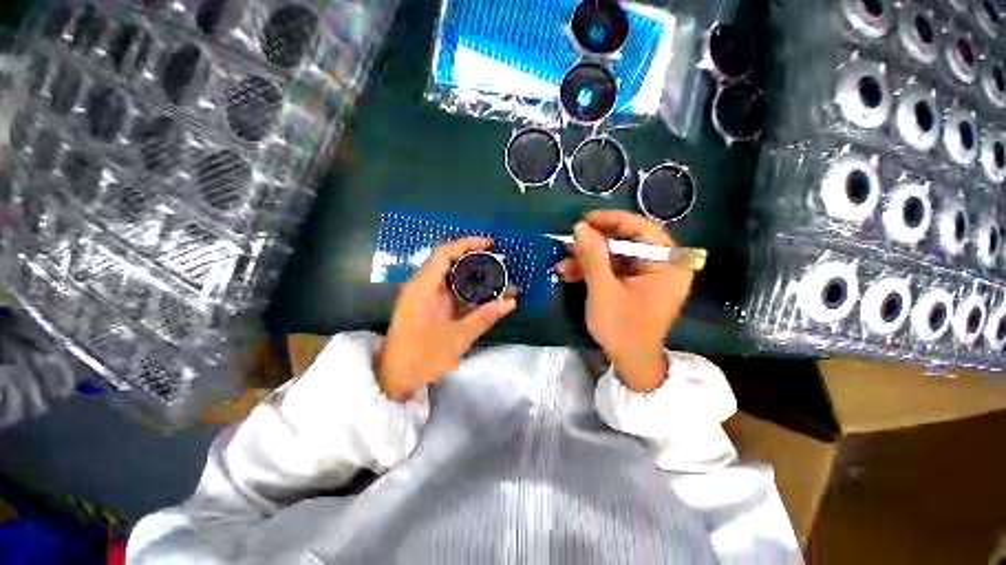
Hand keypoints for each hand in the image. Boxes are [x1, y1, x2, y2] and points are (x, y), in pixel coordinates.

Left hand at [377, 237, 516, 400]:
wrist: (395, 377)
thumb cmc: (422, 356)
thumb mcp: (458, 337)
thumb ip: (484, 317)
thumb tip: (511, 302)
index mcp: (424, 287)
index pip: (445, 253)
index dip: (467, 243)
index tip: (490, 244)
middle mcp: (421, 286)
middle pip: (448, 261)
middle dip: (473, 258)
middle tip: (497, 261)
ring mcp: (423, 296)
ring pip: (449, 276)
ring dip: (470, 274)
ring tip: (494, 275)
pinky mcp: (426, 306)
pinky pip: (447, 290)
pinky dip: (464, 289)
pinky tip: (481, 294)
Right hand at [556, 210, 693, 391]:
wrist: (630, 364)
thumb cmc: (622, 328)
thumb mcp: (603, 290)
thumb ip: (593, 256)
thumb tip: (580, 227)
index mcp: (668, 264)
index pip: (642, 229)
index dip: (612, 221)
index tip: (585, 219)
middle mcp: (663, 265)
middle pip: (626, 242)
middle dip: (593, 244)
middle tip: (569, 242)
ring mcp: (647, 275)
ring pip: (615, 256)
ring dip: (587, 259)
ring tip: (562, 263)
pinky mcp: (634, 284)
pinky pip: (612, 269)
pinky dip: (591, 270)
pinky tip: (569, 273)